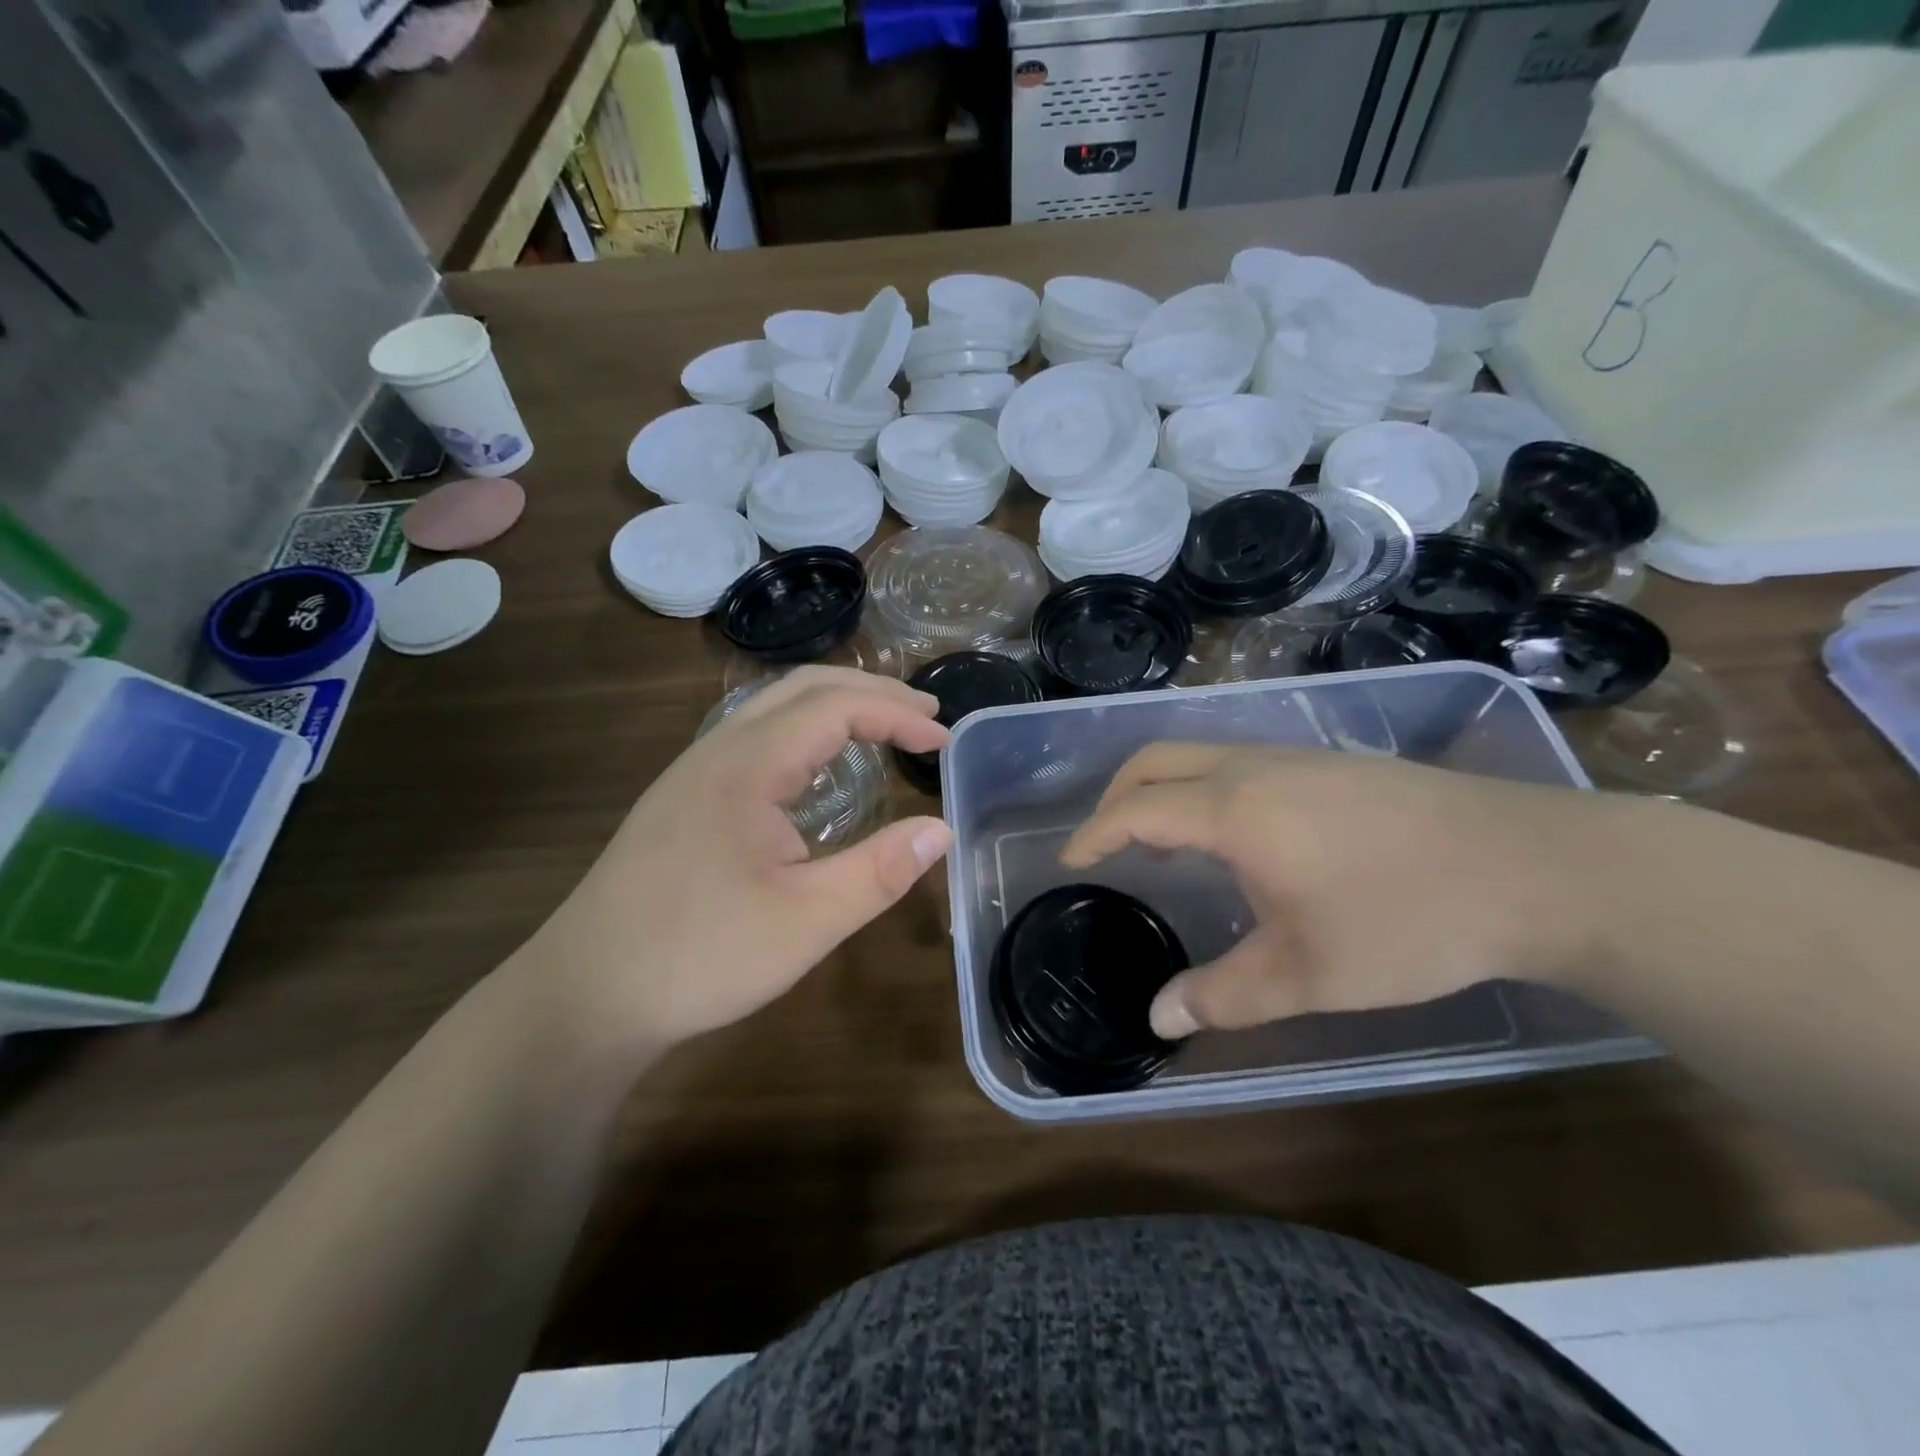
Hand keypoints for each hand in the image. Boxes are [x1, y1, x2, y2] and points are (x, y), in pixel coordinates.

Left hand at [520, 667, 951, 1050]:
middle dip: (872, 693)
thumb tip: (942, 831)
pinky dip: (805, 730)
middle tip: (925, 720)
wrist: (586, 994)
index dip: (897, 715)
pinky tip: (818, 770)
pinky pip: (754, 736)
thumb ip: (880, 871)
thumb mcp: (806, 921)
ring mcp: (693, 771)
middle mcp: (718, 750)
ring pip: (773, 707)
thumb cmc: (700, 955)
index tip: (943, 742)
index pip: (836, 707)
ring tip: (884, 730)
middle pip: (804, 688)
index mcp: (748, 764)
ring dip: (836, 706)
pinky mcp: (683, 798)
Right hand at [1059, 745, 1606, 1039]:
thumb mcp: (1308, 973)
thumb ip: (1223, 995)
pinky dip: (1205, 788)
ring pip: (1199, 753)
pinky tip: (1237, 835)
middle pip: (1156, 759)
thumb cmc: (1407, 918)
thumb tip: (1160, 1018)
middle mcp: (1253, 767)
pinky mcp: (1333, 764)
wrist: (1534, 866)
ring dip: (1163, 788)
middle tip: (1104, 843)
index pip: (1137, 809)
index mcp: (1233, 809)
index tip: (1071, 860)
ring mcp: (1297, 757)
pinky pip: (1238, 760)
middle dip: (1116, 795)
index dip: (1095, 833)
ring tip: (1164, 844)